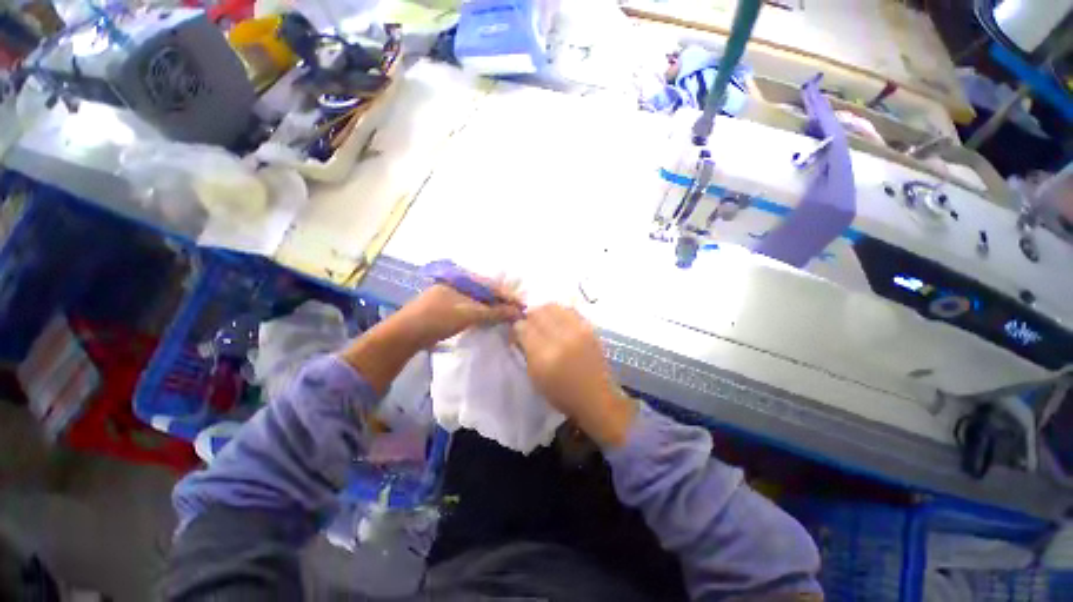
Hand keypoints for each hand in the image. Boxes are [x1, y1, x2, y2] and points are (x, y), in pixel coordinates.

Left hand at [392, 282, 523, 348]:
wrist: (404, 335)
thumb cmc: (437, 318)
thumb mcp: (468, 314)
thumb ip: (494, 312)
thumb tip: (518, 312)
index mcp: (461, 279)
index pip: (491, 285)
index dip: (508, 296)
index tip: (522, 306)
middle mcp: (457, 285)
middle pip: (486, 293)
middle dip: (502, 303)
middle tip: (517, 314)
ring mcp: (451, 297)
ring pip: (478, 302)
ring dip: (493, 310)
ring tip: (507, 319)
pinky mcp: (447, 310)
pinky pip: (470, 310)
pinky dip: (481, 316)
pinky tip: (489, 322)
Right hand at [512, 304, 635, 446]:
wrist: (596, 396)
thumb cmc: (562, 394)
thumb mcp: (536, 377)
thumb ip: (526, 351)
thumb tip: (520, 331)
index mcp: (544, 355)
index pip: (523, 327)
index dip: (518, 327)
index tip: (518, 332)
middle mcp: (561, 338)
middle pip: (538, 312)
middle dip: (530, 317)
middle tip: (530, 325)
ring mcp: (577, 330)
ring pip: (553, 306)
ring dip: (544, 312)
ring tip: (545, 322)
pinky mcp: (589, 327)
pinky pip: (569, 310)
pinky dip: (560, 313)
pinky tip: (559, 323)